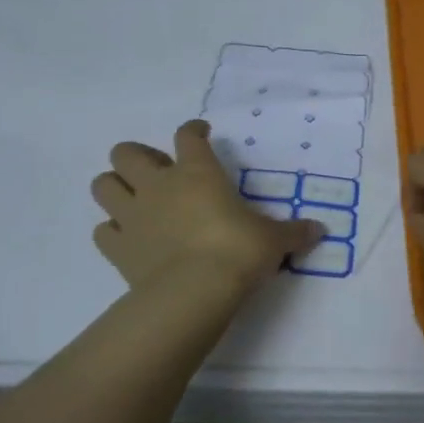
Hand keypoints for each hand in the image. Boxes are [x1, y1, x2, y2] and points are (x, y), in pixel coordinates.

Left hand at [91, 119, 324, 301]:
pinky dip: (112, 231)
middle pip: (126, 153)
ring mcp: (133, 215)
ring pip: (103, 185)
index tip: (201, 133)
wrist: (194, 292)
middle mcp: (159, 185)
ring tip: (135, 200)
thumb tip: (320, 230)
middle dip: (136, 156)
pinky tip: (128, 238)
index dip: (193, 130)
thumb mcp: (273, 241)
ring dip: (115, 187)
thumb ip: (294, 232)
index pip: (188, 135)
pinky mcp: (117, 248)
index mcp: (197, 172)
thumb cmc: (238, 252)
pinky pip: (103, 231)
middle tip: (158, 171)